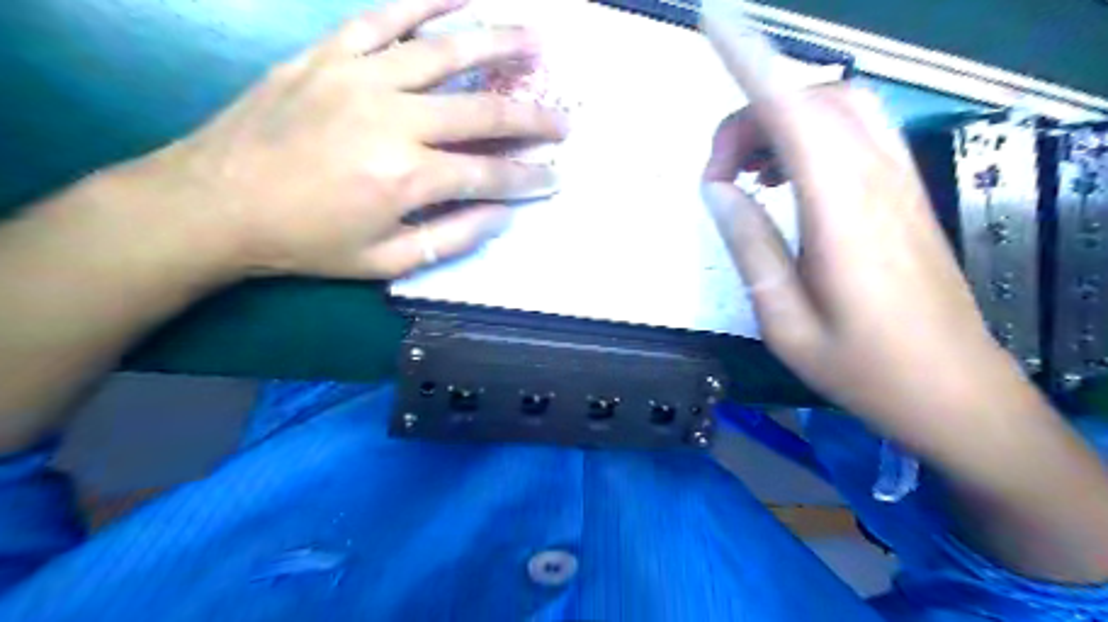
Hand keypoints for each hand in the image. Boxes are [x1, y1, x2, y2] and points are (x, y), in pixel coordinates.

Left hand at [142, 0, 565, 280]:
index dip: (529, 178)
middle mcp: (395, 119)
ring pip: (446, 50)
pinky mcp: (330, 54)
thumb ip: (451, 238)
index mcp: (408, 178)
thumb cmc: (306, 241)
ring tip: (537, 41)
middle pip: (482, 112)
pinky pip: (386, 16)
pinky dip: (427, 2)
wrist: (216, 202)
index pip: (490, 175)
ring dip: (500, 44)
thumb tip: (501, 216)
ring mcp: (362, 77)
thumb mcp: (385, 262)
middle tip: (565, 121)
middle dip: (533, 119)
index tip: (556, 177)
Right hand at [700, 8, 1029, 439]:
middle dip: (749, 114)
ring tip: (746, 176)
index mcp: (842, 214)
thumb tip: (717, 189)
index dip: (750, 62)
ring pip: (837, 109)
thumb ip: (750, 246)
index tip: (715, 25)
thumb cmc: (863, 369)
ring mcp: (898, 184)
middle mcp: (876, 181)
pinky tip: (785, 180)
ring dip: (780, 122)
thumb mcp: (785, 321)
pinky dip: (809, 135)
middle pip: (810, 101)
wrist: (955, 392)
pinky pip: (855, 135)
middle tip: (718, 176)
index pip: (792, 113)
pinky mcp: (905, 195)